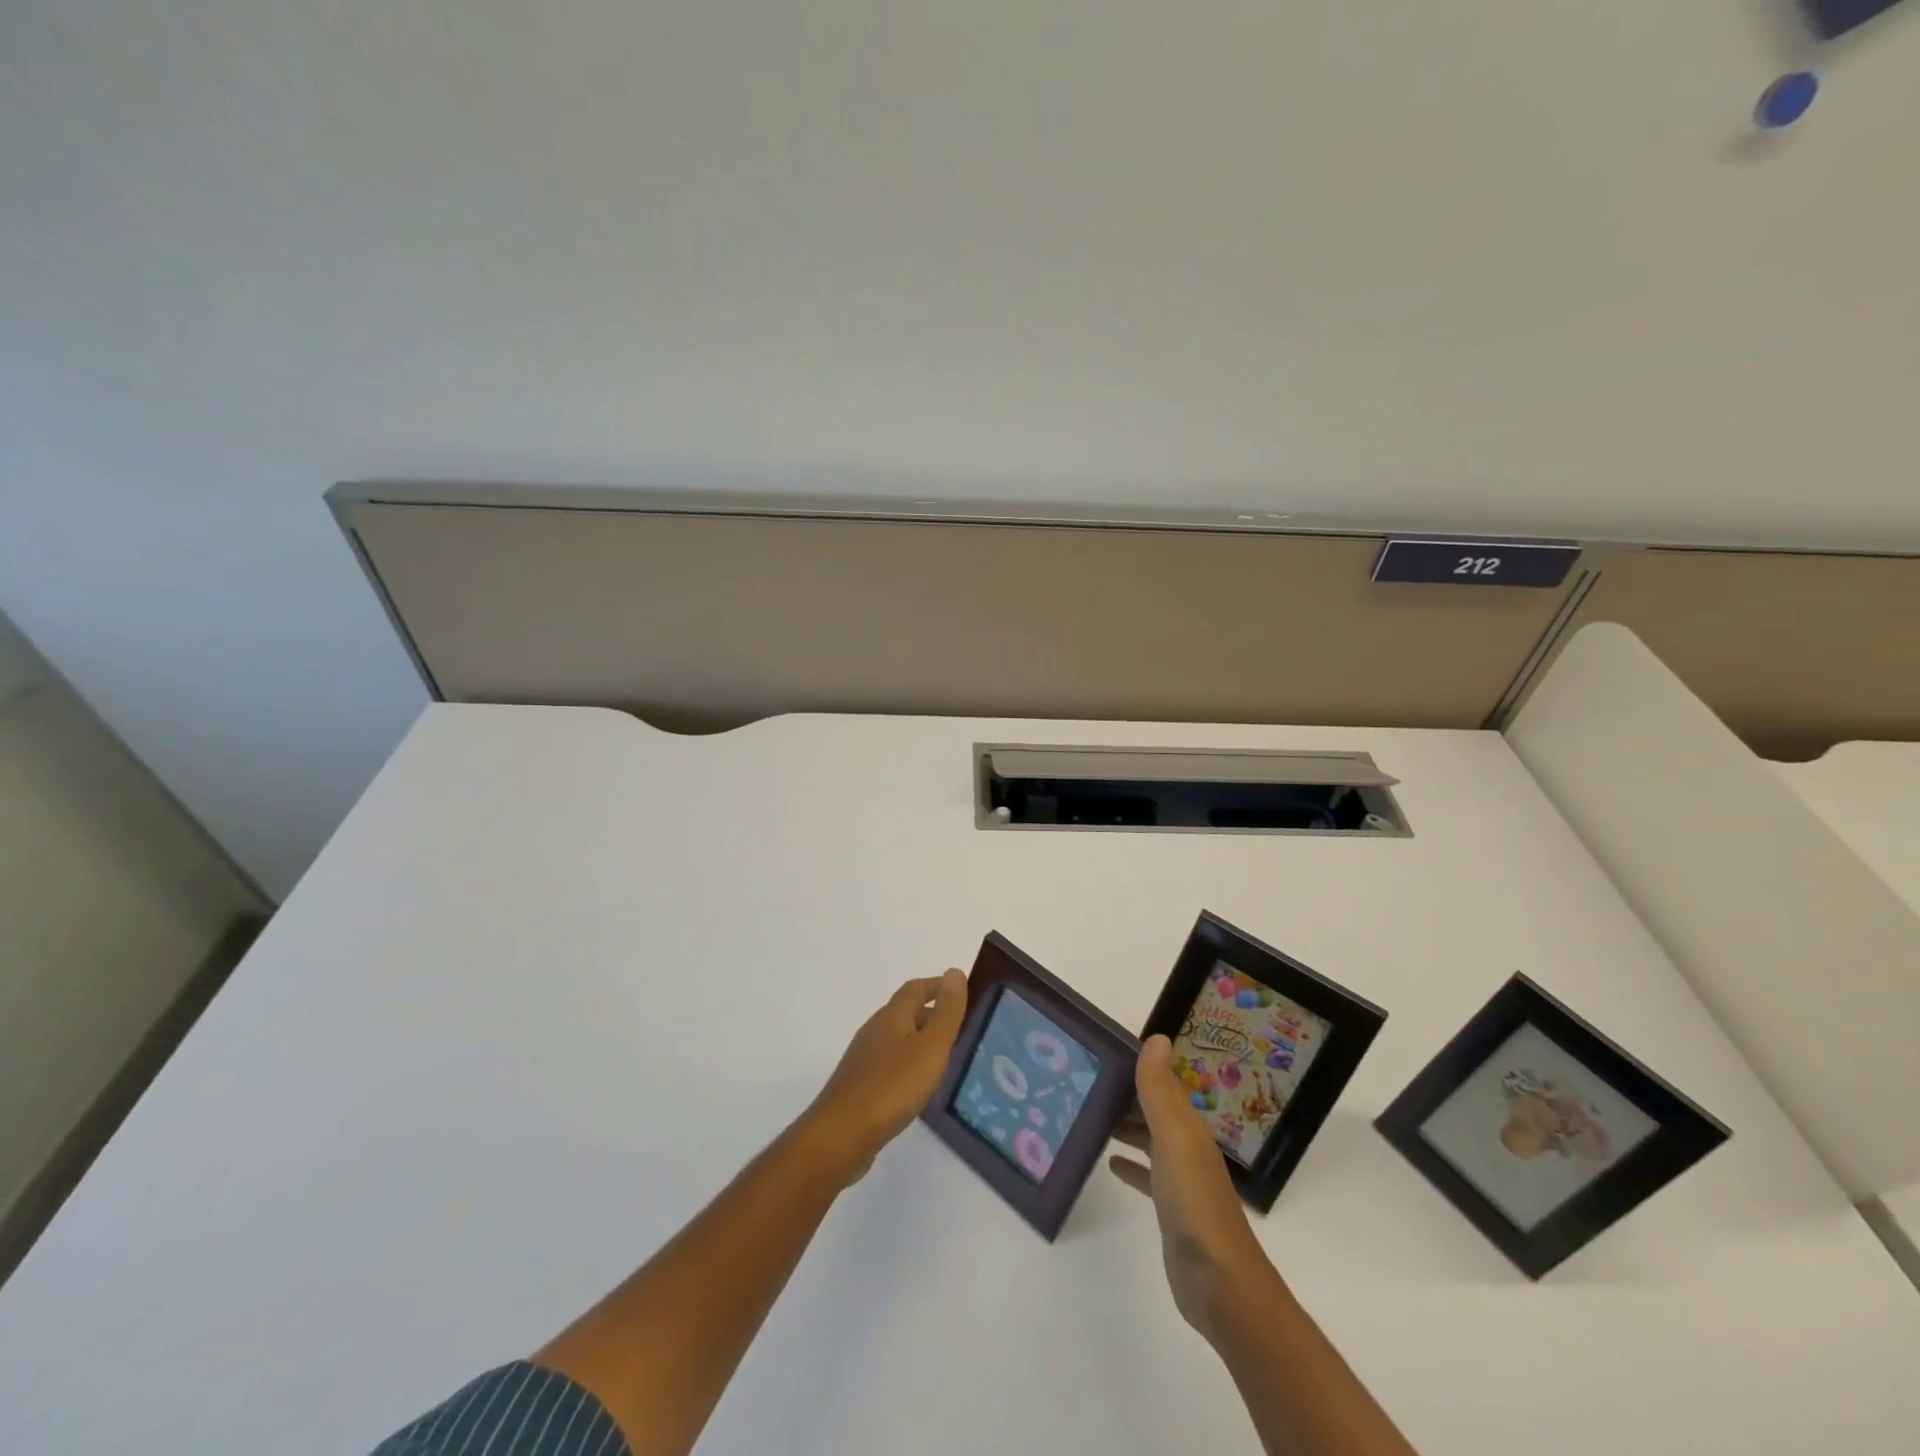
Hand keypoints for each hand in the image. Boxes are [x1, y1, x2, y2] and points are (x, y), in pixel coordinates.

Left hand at [802, 969, 968, 1184]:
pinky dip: (908, 1064)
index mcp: (892, 1016)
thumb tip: (955, 971)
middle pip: (905, 1012)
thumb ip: (946, 1012)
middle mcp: (875, 1030)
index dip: (937, 986)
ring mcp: (864, 1058)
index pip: (916, 989)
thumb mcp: (930, 1047)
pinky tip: (917, 1086)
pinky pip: (889, 1064)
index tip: (960, 990)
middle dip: (931, 1014)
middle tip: (959, 1028)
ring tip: (944, 1057)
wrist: (841, 1134)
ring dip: (919, 1041)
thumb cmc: (892, 1086)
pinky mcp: (859, 1085)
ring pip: (897, 1039)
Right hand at [1109, 1034, 1274, 1339]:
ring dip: (1125, 1125)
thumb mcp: (1173, 1137)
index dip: (1136, 1066)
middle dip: (1125, 1094)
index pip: (1161, 1083)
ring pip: (1149, 1139)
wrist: (1219, 1282)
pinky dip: (1130, 1164)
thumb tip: (1156, 1037)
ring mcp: (1180, 1179)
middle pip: (1153, 1109)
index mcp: (1188, 1125)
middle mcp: (1186, 1145)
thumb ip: (1161, 1090)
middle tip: (1085, 1082)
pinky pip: (1147, 1175)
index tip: (1100, 1052)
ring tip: (1090, 1115)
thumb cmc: (1193, 1201)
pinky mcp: (1170, 1209)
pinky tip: (1109, 1163)